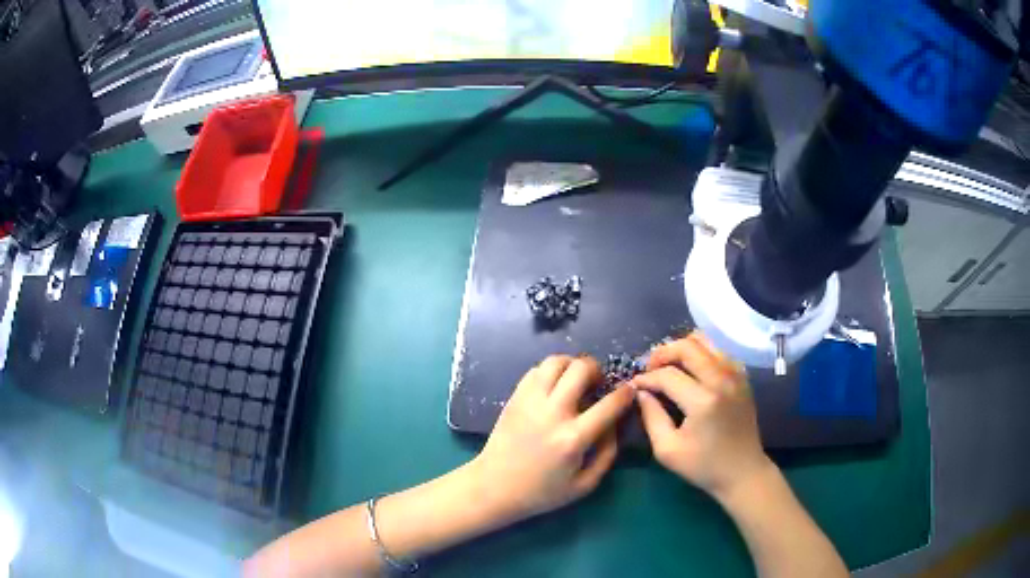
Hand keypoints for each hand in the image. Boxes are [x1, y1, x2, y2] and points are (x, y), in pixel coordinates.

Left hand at [469, 355, 635, 524]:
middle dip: (597, 370)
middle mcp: (552, 413)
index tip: (630, 390)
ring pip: (556, 361)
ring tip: (576, 380)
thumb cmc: (541, 492)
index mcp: (573, 438)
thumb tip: (616, 424)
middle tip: (598, 384)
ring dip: (572, 365)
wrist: (494, 487)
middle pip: (581, 368)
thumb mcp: (584, 485)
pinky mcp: (515, 397)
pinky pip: (537, 370)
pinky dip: (551, 372)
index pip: (610, 403)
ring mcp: (530, 401)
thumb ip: (607, 454)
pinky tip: (554, 388)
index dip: (626, 392)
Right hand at [631, 332, 772, 500]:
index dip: (647, 378)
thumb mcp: (667, 450)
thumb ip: (651, 417)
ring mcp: (735, 375)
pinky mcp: (742, 377)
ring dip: (682, 350)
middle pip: (688, 346)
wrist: (743, 471)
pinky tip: (691, 372)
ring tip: (669, 367)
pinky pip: (718, 351)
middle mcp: (722, 380)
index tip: (635, 386)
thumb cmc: (703, 466)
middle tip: (650, 369)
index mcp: (703, 401)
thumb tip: (641, 392)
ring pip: (705, 342)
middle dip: (663, 353)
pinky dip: (700, 354)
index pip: (668, 375)